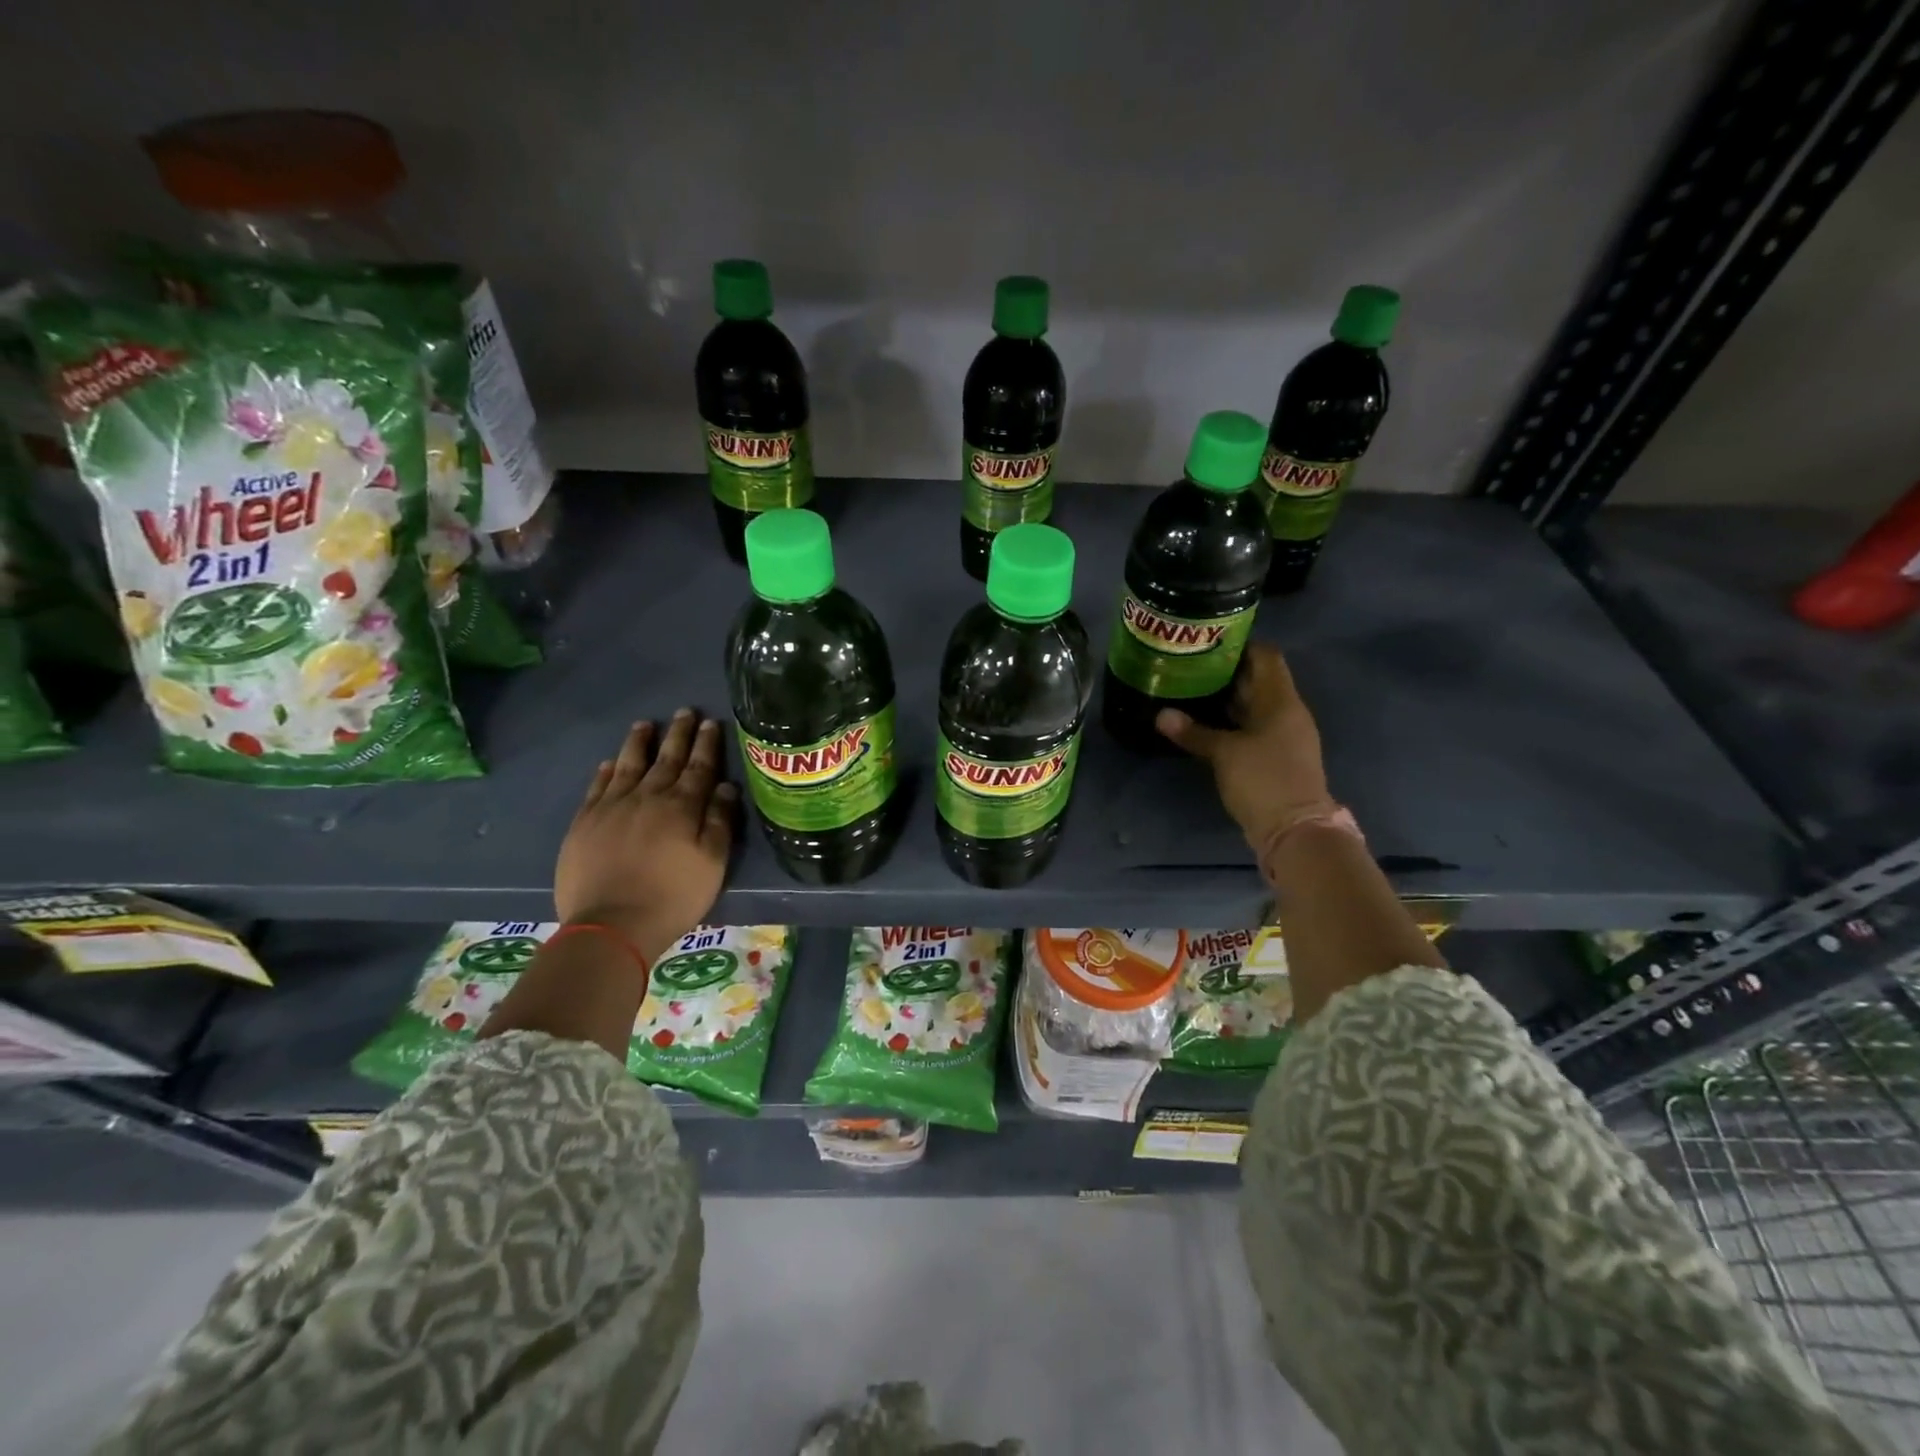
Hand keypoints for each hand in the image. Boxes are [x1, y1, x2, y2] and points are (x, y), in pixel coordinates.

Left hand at [554, 710, 737, 962]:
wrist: (611, 925)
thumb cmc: (672, 897)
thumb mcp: (712, 863)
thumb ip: (719, 821)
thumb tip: (726, 786)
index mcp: (681, 807)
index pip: (698, 767)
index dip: (706, 744)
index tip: (711, 722)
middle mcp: (647, 797)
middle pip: (665, 759)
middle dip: (678, 734)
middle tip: (684, 712)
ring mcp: (612, 807)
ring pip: (628, 765)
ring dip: (639, 743)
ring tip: (645, 725)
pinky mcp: (584, 823)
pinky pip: (598, 787)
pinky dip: (606, 771)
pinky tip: (610, 762)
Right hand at [1156, 645, 1335, 846]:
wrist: (1295, 830)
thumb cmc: (1264, 779)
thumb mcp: (1224, 754)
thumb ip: (1193, 732)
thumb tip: (1161, 715)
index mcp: (1281, 701)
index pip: (1266, 657)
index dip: (1240, 645)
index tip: (1208, 642)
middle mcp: (1286, 713)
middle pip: (1258, 681)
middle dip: (1226, 672)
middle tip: (1189, 665)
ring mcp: (1283, 736)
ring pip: (1253, 706)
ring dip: (1226, 699)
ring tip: (1190, 689)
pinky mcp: (1274, 757)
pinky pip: (1251, 728)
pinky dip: (1230, 722)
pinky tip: (1203, 723)